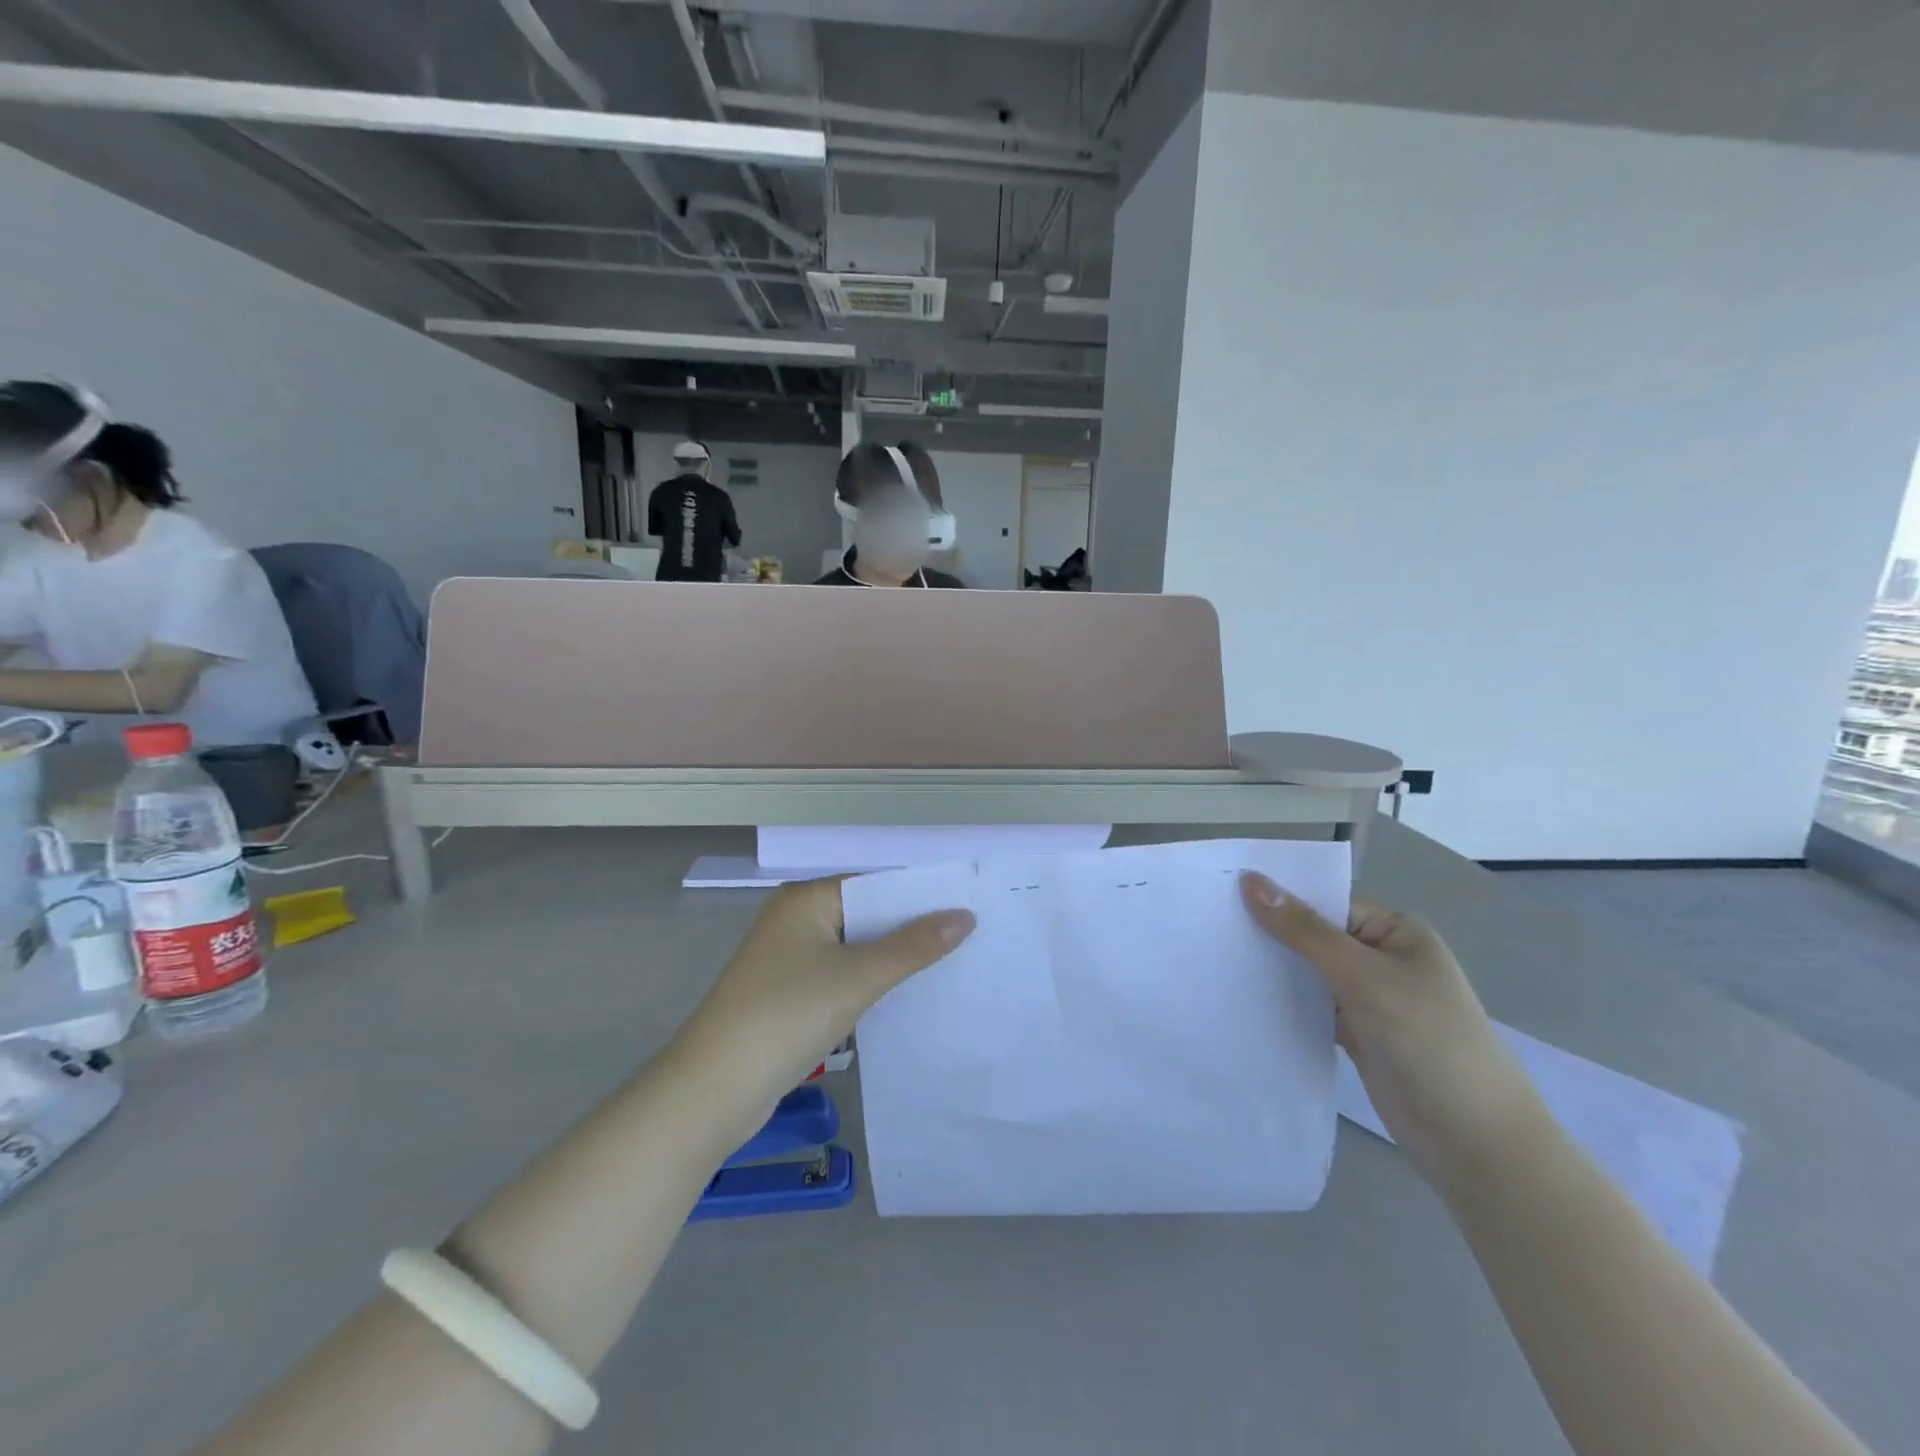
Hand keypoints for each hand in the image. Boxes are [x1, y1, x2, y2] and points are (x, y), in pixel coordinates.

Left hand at [669, 878, 974, 1135]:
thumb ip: (914, 946)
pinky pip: (841, 976)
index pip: (875, 883)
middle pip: (867, 915)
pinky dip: (871, 983)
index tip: (968, 906)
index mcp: (806, 899)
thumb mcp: (857, 977)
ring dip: (894, 959)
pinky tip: (906, 996)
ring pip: (855, 948)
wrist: (713, 1089)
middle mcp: (796, 919)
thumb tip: (965, 916)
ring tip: (951, 964)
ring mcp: (789, 958)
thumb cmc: (786, 1015)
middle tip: (970, 937)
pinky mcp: (788, 994)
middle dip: (912, 929)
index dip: (920, 895)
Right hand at [1240, 873, 1546, 1191]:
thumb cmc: (1428, 1040)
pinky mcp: (1357, 1034)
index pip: (1326, 902)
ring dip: (1273, 969)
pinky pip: (1311, 1006)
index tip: (1221, 893)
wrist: (1474, 1142)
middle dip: (1270, 933)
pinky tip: (1242, 996)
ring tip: (1213, 957)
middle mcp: (1382, 958)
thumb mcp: (1362, 976)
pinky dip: (1284, 1002)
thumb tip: (1250, 880)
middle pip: (1314, 935)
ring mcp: (1369, 999)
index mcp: (1396, 931)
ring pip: (1309, 972)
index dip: (1278, 897)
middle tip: (1209, 926)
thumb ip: (1304, 931)